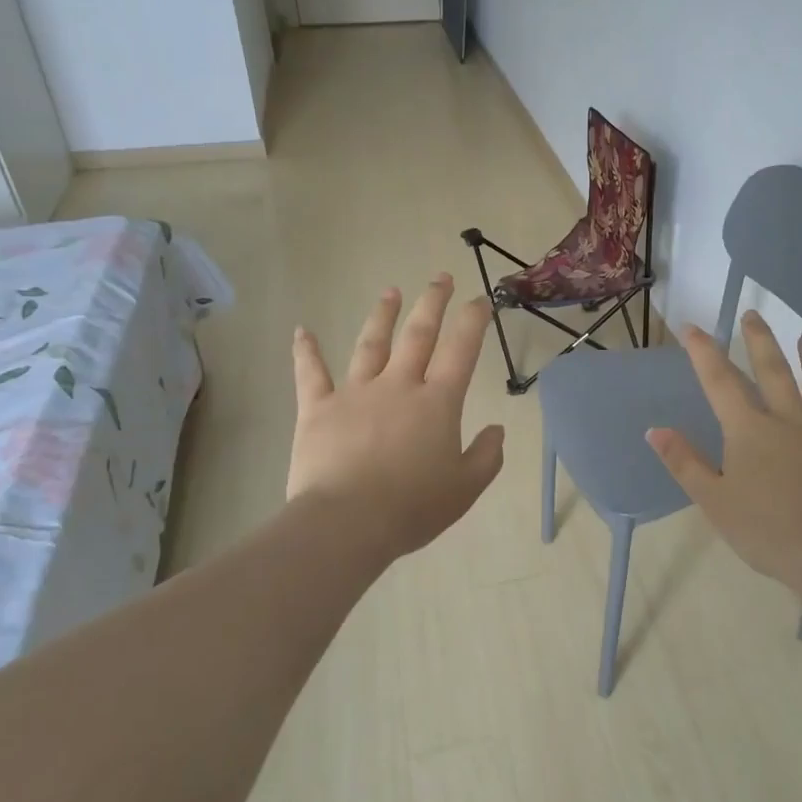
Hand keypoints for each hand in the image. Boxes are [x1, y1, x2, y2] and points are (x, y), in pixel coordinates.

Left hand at [287, 274, 505, 563]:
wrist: (347, 523)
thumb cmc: (413, 507)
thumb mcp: (465, 488)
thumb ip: (486, 456)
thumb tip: (498, 430)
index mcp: (437, 402)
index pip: (461, 350)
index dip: (473, 321)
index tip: (481, 300)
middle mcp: (399, 385)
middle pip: (418, 334)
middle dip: (432, 302)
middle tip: (441, 278)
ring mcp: (356, 392)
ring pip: (371, 344)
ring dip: (383, 315)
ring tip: (391, 292)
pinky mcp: (318, 408)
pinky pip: (311, 373)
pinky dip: (306, 351)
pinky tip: (303, 331)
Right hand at [647, 311, 801, 602]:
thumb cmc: (768, 533)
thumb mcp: (714, 502)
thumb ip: (684, 462)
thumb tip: (654, 429)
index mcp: (751, 431)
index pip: (721, 382)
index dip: (704, 352)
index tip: (692, 327)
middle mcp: (791, 419)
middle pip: (774, 370)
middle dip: (760, 340)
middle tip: (754, 314)